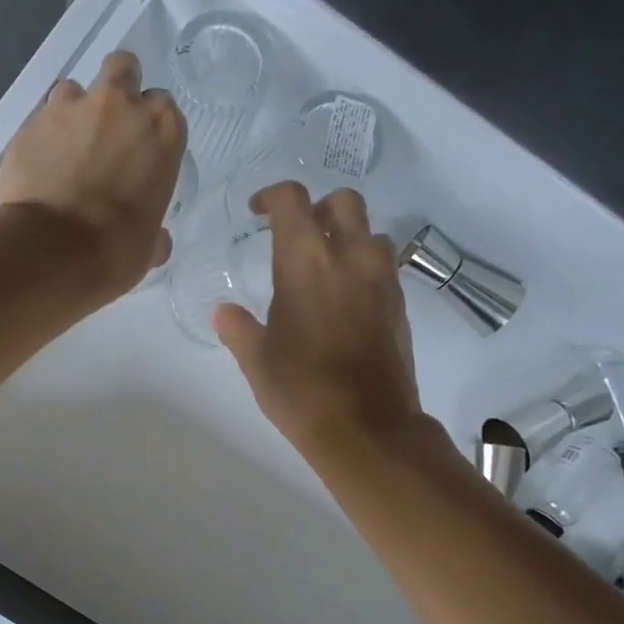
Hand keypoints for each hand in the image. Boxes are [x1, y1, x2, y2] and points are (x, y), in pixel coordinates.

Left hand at [0, 50, 185, 296]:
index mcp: (161, 133)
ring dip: (74, 111)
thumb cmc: (115, 250)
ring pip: (75, 88)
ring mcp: (71, 108)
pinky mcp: (30, 123)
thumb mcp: (148, 248)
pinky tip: (39, 167)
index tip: (142, 149)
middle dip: (119, 89)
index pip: (164, 109)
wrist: (51, 249)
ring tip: (67, 148)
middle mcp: (120, 107)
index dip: (151, 126)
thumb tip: (156, 241)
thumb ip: (154, 233)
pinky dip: (42, 137)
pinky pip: (40, 119)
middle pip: (123, 69)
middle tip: (109, 125)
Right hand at [214, 183, 424, 454]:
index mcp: (306, 261)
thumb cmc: (301, 389)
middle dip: (319, 208)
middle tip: (299, 235)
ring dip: (348, 237)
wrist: (367, 428)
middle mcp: (350, 257)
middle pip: (343, 202)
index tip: (258, 212)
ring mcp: (382, 278)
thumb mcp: (257, 359)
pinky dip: (363, 267)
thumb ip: (237, 327)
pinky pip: (383, 266)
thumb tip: (223, 312)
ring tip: (326, 269)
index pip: (291, 200)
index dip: (271, 196)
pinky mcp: (401, 303)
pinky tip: (344, 301)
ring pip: (371, 232)